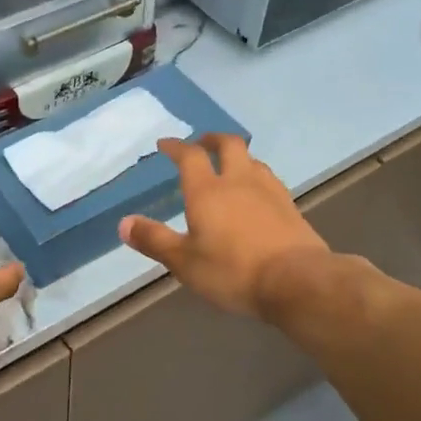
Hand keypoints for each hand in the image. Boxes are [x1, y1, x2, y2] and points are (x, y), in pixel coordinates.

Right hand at [118, 135, 331, 317]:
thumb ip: (154, 240)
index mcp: (207, 191)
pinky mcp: (290, 207)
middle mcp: (239, 181)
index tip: (165, 144)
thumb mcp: (184, 262)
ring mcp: (269, 191)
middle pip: (228, 145)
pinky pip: (269, 181)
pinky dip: (257, 179)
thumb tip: (123, 222)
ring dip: (238, 158)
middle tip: (201, 144)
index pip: (189, 156)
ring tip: (230, 168)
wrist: (297, 281)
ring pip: (253, 161)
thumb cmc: (232, 270)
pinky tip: (256, 195)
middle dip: (212, 140)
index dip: (176, 146)